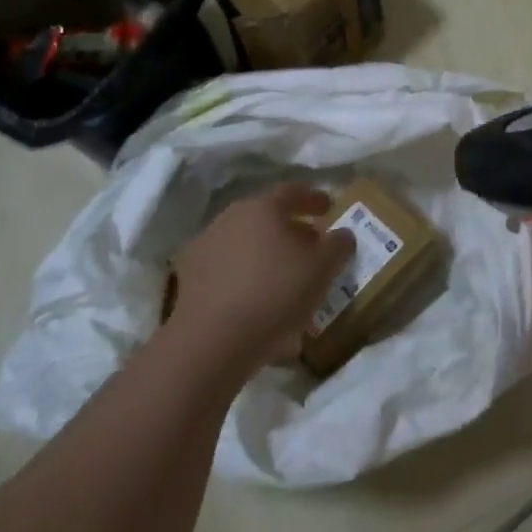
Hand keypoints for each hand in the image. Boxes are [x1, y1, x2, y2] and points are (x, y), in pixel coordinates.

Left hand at [167, 182, 353, 384]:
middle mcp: (231, 217)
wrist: (212, 340)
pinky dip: (244, 273)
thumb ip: (338, 245)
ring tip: (283, 275)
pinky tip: (255, 295)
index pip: (293, 191)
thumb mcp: (323, 269)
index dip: (314, 198)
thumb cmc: (276, 293)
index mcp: (264, 207)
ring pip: (245, 240)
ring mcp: (206, 244)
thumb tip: (342, 233)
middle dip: (290, 227)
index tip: (329, 208)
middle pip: (267, 215)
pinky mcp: (189, 276)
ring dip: (265, 251)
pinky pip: (227, 266)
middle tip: (309, 245)